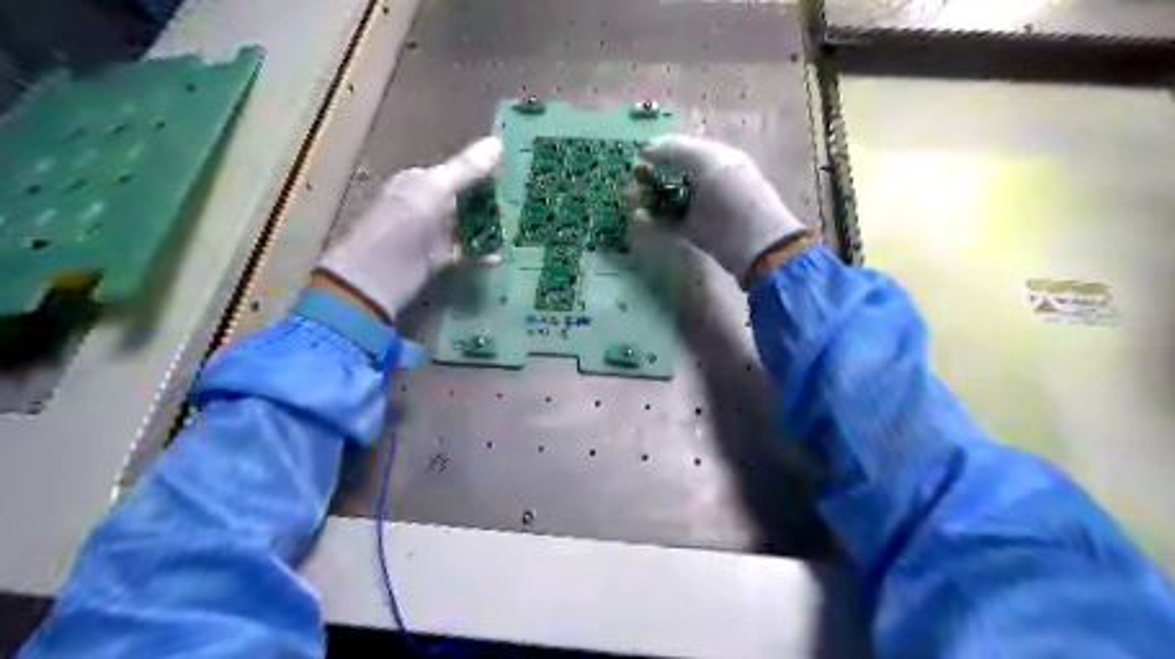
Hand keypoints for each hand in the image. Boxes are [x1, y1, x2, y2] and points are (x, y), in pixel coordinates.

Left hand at [320, 135, 503, 319]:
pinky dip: (483, 252)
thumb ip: (466, 170)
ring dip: (490, 228)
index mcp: (422, 181)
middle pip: (468, 199)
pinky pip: (467, 251)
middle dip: (492, 203)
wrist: (376, 279)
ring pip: (470, 225)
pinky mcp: (439, 258)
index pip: (461, 171)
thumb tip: (498, 142)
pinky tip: (499, 256)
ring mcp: (434, 233)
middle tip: (518, 208)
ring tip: (513, 231)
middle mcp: (428, 203)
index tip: (516, 177)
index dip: (487, 173)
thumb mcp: (433, 192)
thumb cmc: (401, 228)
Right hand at [633, 135, 809, 286]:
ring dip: (649, 198)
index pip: (682, 148)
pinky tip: (639, 218)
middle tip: (631, 181)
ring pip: (668, 198)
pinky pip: (670, 222)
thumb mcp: (710, 163)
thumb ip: (678, 151)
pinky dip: (654, 221)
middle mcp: (709, 180)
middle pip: (672, 174)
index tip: (637, 157)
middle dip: (651, 176)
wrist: (757, 247)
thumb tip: (647, 149)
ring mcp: (702, 208)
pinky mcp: (696, 233)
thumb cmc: (736, 198)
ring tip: (631, 200)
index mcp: (717, 159)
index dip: (660, 150)